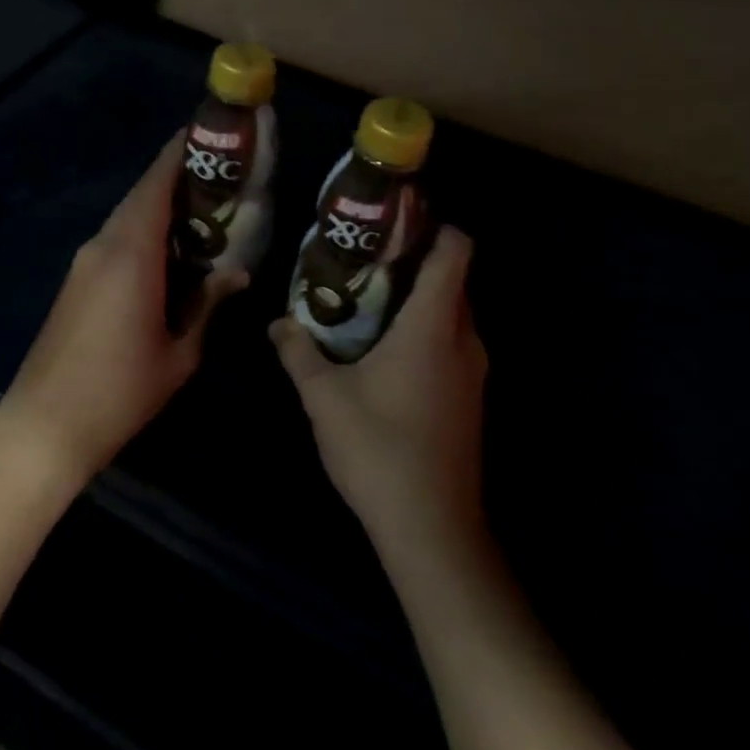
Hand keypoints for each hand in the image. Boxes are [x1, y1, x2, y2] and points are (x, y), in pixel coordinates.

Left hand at [0, 135, 247, 486]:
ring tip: (202, 209)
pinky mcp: (76, 279)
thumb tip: (236, 274)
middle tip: (218, 175)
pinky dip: (142, 230)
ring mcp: (85, 261)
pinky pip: (115, 238)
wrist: (45, 423)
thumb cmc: (120, 390)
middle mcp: (104, 244)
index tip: (205, 135)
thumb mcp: (178, 352)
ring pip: (127, 216)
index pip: (156, 185)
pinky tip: (169, 249)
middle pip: (141, 195)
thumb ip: (207, 305)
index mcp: (131, 253)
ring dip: (159, 206)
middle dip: (176, 178)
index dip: (178, 154)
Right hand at [271, 226, 487, 562]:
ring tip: (368, 295)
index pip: (455, 252)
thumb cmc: (379, 450)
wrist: (433, 531)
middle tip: (365, 255)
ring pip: (452, 312)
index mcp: (432, 326)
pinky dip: (425, 329)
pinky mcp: (470, 398)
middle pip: (453, 279)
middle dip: (415, 260)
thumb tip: (277, 322)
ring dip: (418, 298)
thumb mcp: (324, 398)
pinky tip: (384, 346)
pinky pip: (451, 341)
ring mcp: (472, 371)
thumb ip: (298, 352)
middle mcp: (462, 340)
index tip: (397, 218)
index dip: (435, 225)